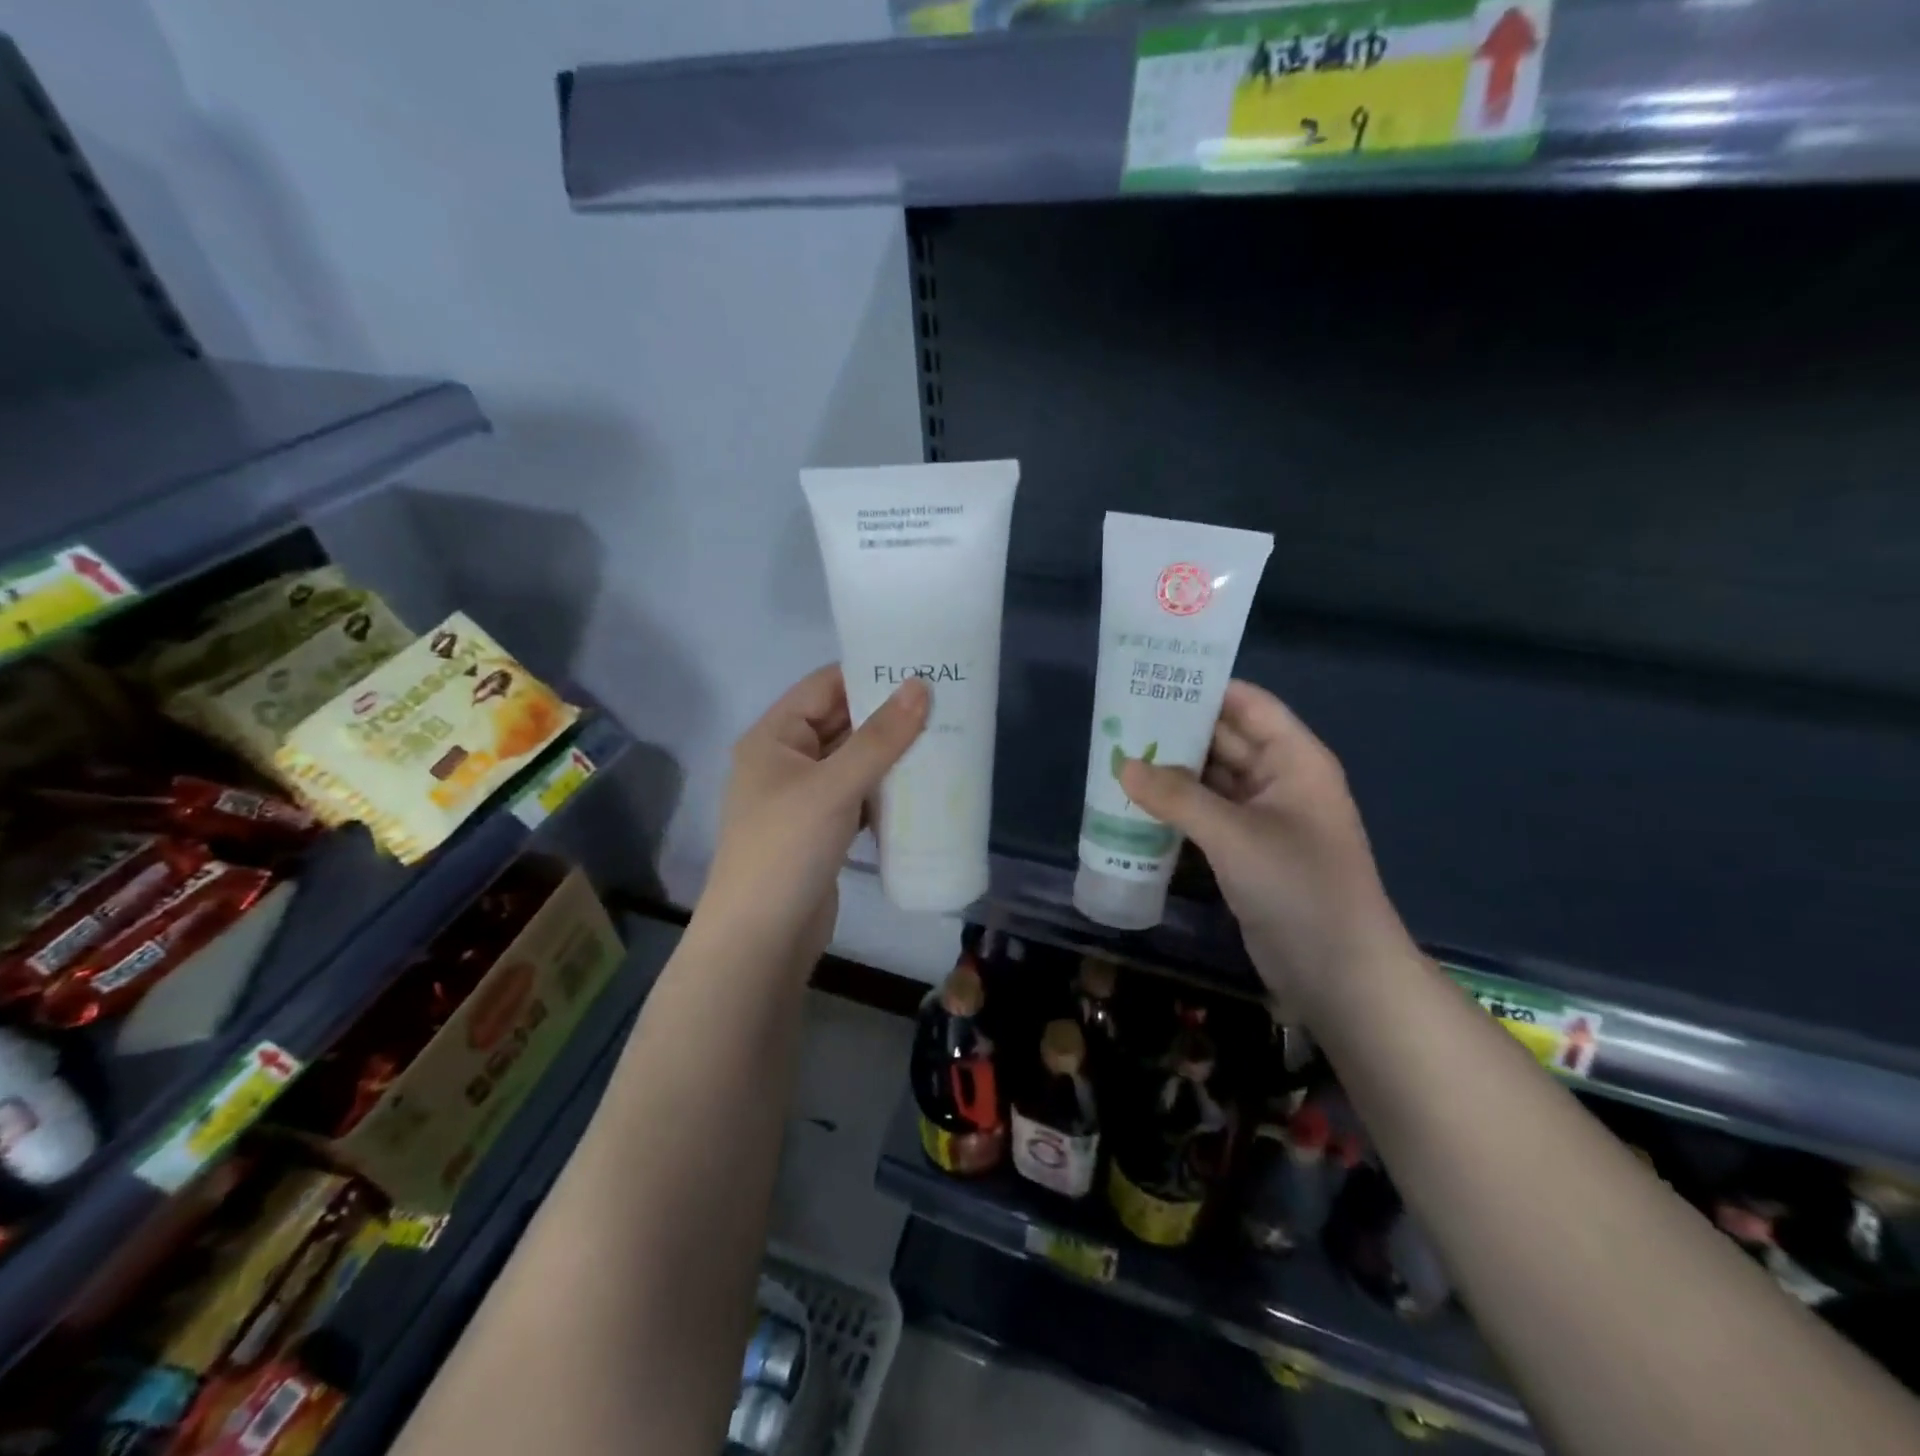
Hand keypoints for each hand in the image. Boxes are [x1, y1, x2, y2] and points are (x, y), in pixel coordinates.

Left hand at [699, 666, 929, 968]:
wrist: (762, 938)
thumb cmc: (787, 849)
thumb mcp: (834, 787)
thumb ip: (879, 738)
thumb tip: (921, 686)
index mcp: (774, 737)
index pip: (824, 686)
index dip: (868, 672)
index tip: (919, 665)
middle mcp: (785, 760)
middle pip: (840, 722)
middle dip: (886, 713)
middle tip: (942, 700)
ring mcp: (803, 797)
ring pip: (852, 760)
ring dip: (890, 752)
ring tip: (943, 734)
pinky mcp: (821, 829)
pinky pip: (857, 794)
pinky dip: (884, 787)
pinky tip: (921, 783)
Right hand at [1121, 680, 1411, 1011]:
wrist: (1338, 971)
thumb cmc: (1298, 886)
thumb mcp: (1234, 835)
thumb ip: (1177, 797)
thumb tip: (1124, 765)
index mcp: (1295, 759)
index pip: (1248, 704)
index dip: (1205, 688)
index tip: (1152, 678)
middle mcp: (1280, 780)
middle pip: (1225, 739)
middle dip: (1178, 729)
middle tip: (1121, 717)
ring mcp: (1263, 817)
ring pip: (1211, 779)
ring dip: (1172, 771)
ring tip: (1118, 753)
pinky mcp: (1246, 850)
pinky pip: (1206, 814)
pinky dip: (1176, 807)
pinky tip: (1137, 801)